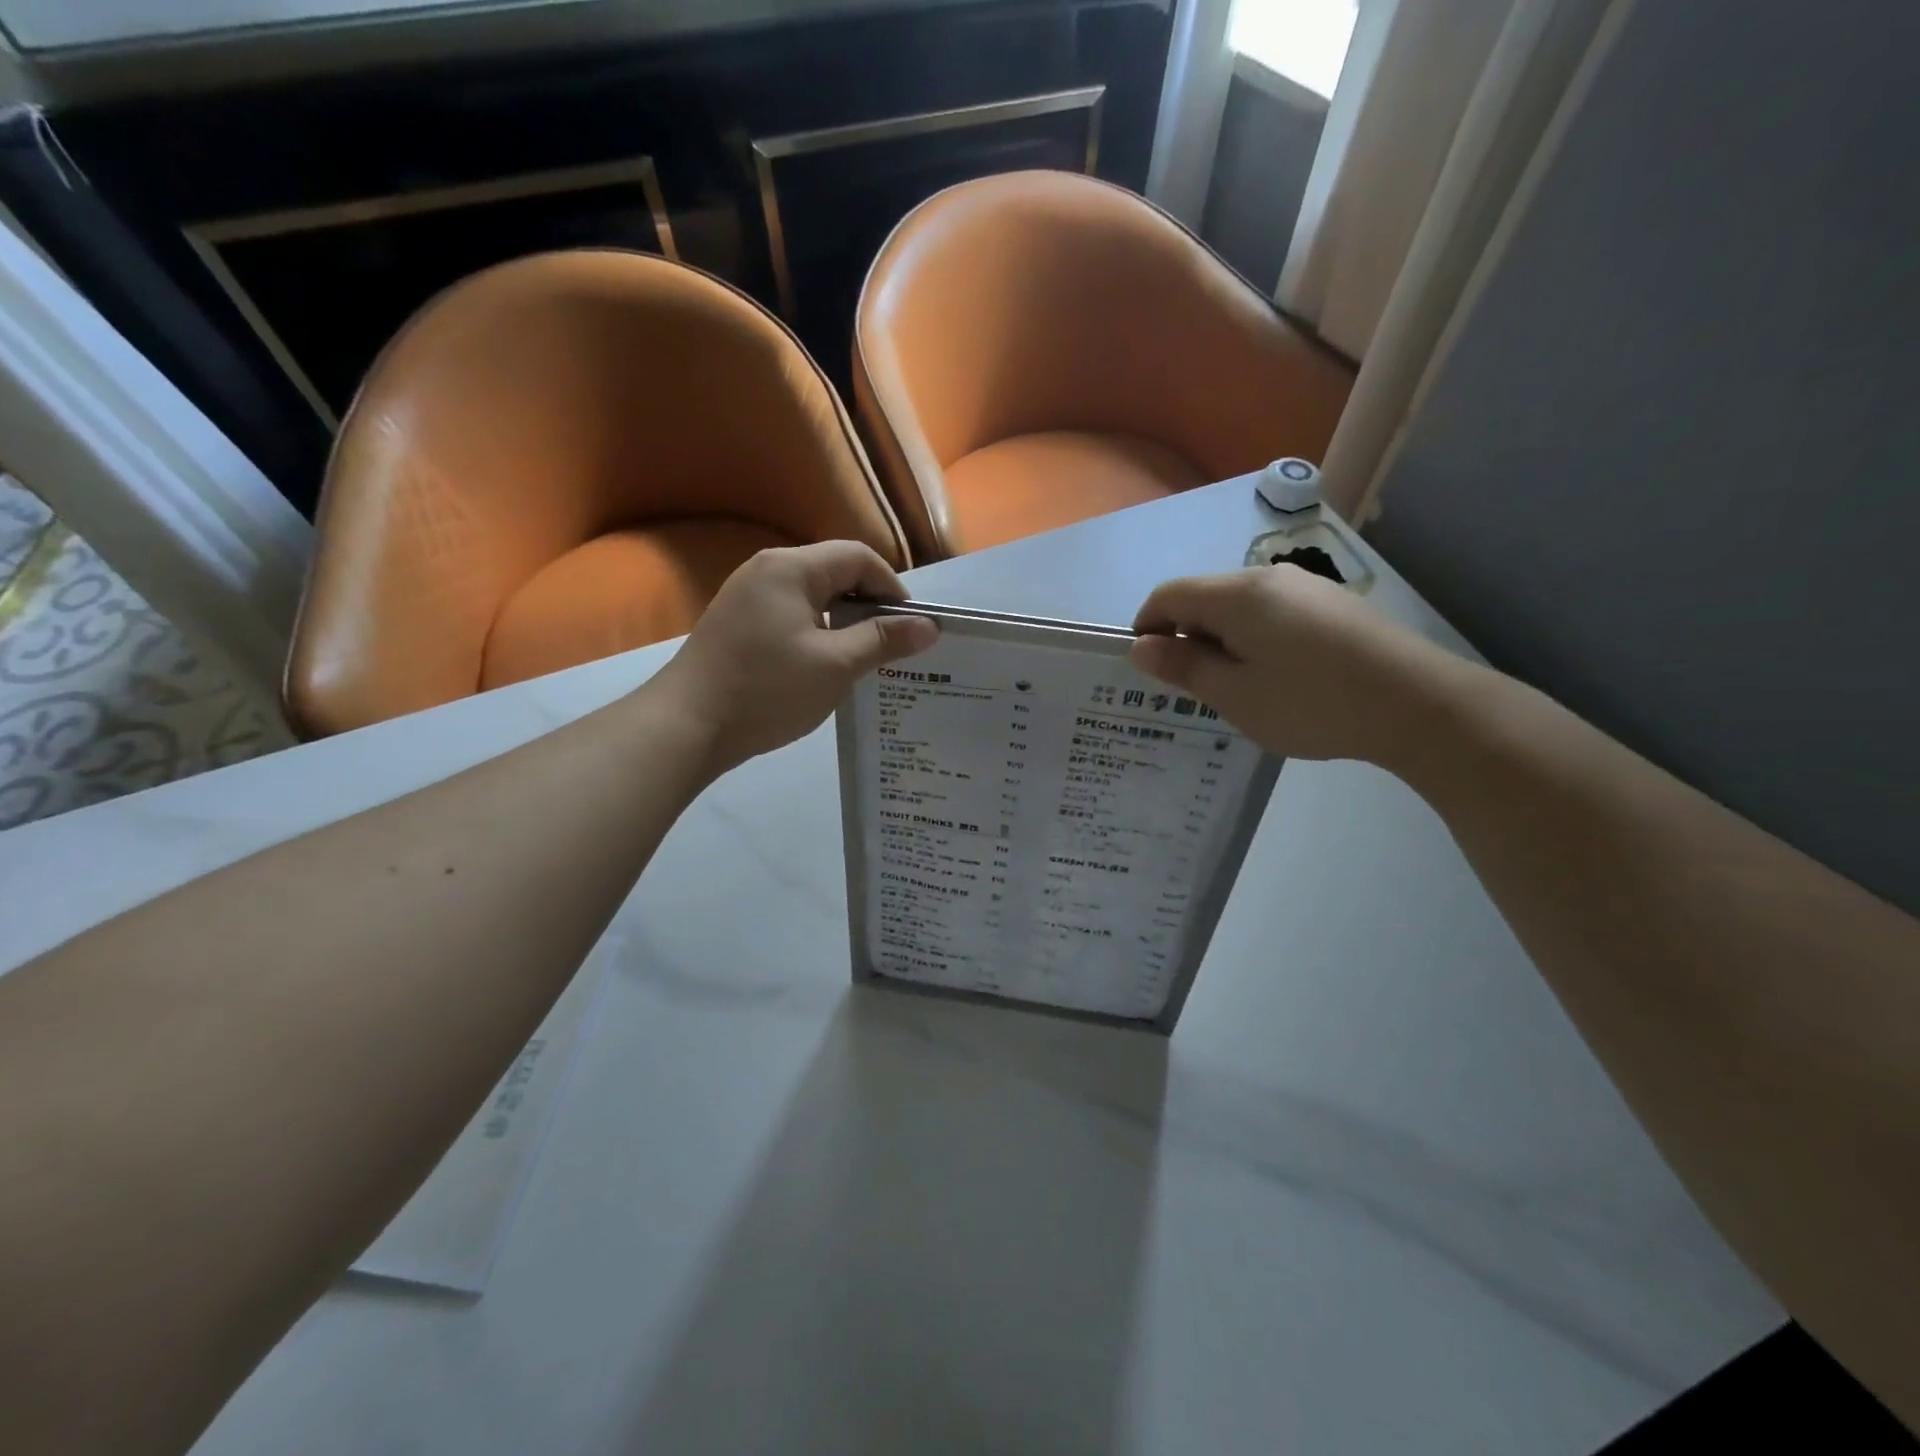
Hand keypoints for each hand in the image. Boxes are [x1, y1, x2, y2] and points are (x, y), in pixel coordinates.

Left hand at [655, 542, 938, 774]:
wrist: (686, 725)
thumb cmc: (767, 690)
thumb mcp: (835, 665)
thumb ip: (883, 640)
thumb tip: (928, 625)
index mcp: (792, 568)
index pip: (858, 557)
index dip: (893, 587)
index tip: (911, 627)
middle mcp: (767, 569)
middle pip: (834, 572)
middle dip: (869, 604)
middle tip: (892, 645)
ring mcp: (746, 595)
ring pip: (812, 596)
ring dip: (844, 621)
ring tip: (864, 658)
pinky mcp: (736, 622)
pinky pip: (790, 614)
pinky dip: (816, 631)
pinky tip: (824, 666)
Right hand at [1130, 565, 1464, 762]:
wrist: (1418, 704)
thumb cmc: (1311, 703)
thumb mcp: (1235, 695)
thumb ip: (1183, 667)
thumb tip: (1139, 647)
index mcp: (1236, 594)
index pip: (1168, 595)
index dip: (1146, 628)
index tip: (1149, 671)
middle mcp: (1268, 578)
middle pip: (1204, 598)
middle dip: (1186, 638)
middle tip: (1193, 691)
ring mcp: (1306, 587)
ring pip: (1240, 608)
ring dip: (1222, 642)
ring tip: (1237, 690)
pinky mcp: (1333, 605)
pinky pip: (1273, 615)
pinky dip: (1255, 641)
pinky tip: (1278, 679)